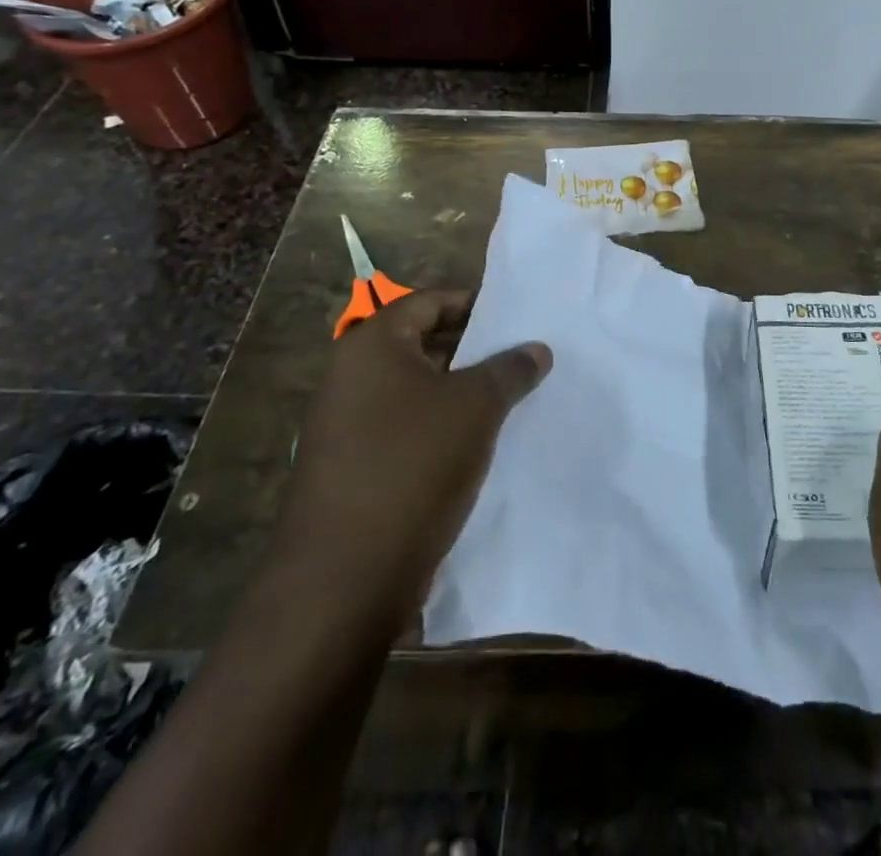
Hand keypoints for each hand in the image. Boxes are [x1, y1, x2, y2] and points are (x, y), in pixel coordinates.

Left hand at [269, 289, 550, 637]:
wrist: (344, 579)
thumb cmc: (413, 465)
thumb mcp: (477, 407)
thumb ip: (510, 369)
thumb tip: (537, 349)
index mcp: (371, 345)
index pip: (428, 302)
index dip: (473, 304)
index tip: (514, 318)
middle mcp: (349, 377)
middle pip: (420, 344)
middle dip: (471, 350)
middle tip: (518, 358)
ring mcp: (344, 426)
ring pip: (414, 391)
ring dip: (458, 392)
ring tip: (508, 400)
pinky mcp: (350, 469)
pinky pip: (403, 429)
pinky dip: (438, 428)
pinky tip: (476, 445)